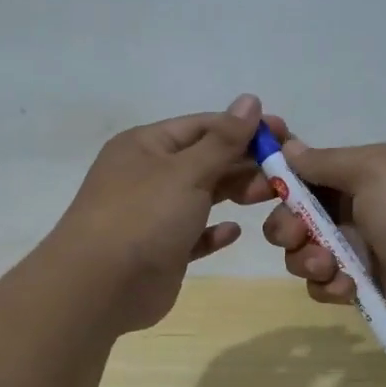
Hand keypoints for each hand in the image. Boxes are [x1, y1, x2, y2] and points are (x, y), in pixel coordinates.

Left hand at [50, 94, 272, 332]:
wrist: (99, 287)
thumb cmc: (144, 216)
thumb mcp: (186, 171)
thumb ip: (223, 140)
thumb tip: (250, 100)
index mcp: (146, 146)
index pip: (202, 126)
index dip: (243, 128)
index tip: (285, 134)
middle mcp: (148, 175)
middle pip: (205, 160)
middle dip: (244, 163)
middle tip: (286, 172)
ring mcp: (153, 214)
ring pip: (202, 196)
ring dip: (235, 193)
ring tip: (272, 196)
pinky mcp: (162, 250)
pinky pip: (194, 234)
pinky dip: (213, 231)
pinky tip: (234, 231)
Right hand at [260, 117, 385, 342]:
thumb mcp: (374, 171)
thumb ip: (325, 162)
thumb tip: (287, 145)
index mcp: (364, 173)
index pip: (308, 171)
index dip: (279, 178)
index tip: (257, 188)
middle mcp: (358, 208)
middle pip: (296, 214)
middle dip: (287, 226)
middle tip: (297, 236)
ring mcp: (359, 250)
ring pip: (303, 253)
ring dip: (307, 259)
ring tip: (330, 267)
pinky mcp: (361, 287)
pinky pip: (323, 285)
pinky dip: (328, 286)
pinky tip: (349, 289)